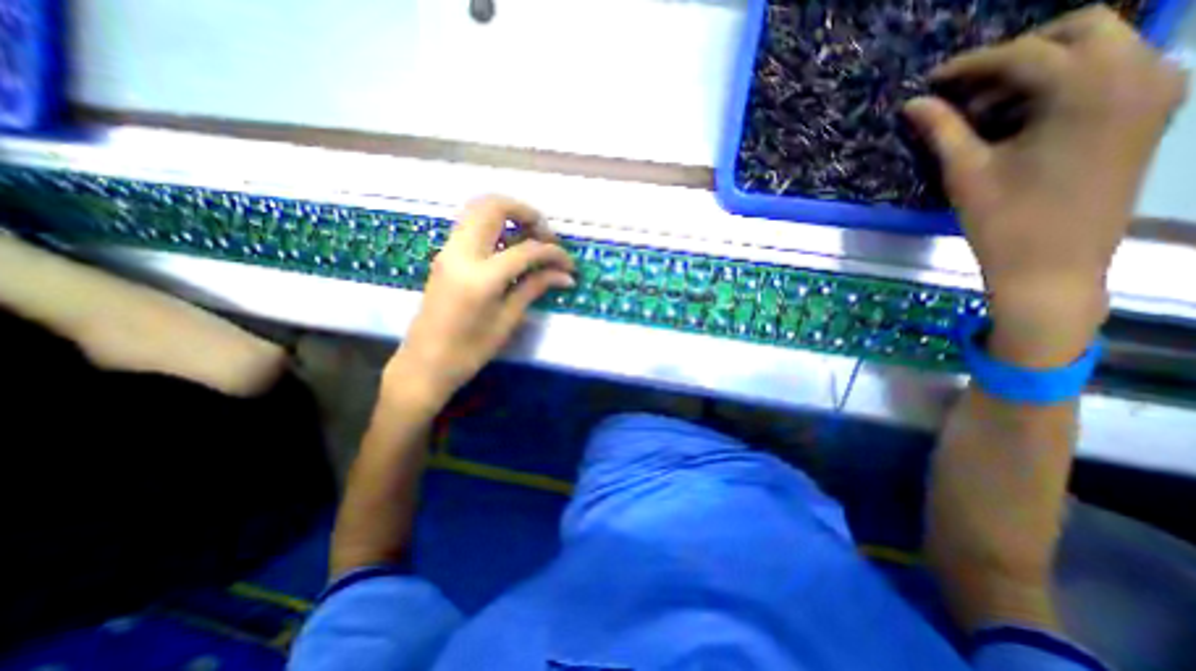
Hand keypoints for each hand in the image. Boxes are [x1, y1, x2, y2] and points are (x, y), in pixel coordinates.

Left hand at [380, 196, 572, 410]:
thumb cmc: (470, 350)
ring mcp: (448, 250)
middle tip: (546, 236)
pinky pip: (470, 225)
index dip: (553, 253)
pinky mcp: (444, 255)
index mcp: (481, 276)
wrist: (425, 363)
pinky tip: (510, 247)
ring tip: (530, 238)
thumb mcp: (507, 320)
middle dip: (527, 213)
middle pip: (494, 206)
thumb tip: (565, 276)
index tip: (569, 265)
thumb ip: (534, 288)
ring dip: (508, 215)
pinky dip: (494, 225)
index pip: (526, 250)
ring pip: (478, 209)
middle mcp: (461, 252)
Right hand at [907, 5, 1185, 363]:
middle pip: (1080, 29)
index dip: (972, 64)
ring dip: (1040, 67)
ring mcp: (1155, 90)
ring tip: (986, 110)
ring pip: (1100, 46)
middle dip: (1015, 53)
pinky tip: (1022, 116)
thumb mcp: (966, 172)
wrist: (1053, 266)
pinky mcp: (1151, 111)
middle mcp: (1140, 72)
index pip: (1026, 53)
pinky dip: (1064, 82)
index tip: (932, 81)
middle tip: (964, 91)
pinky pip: (1112, 70)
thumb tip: (913, 104)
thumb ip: (942, 129)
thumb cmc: (1004, 221)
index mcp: (1091, 89)